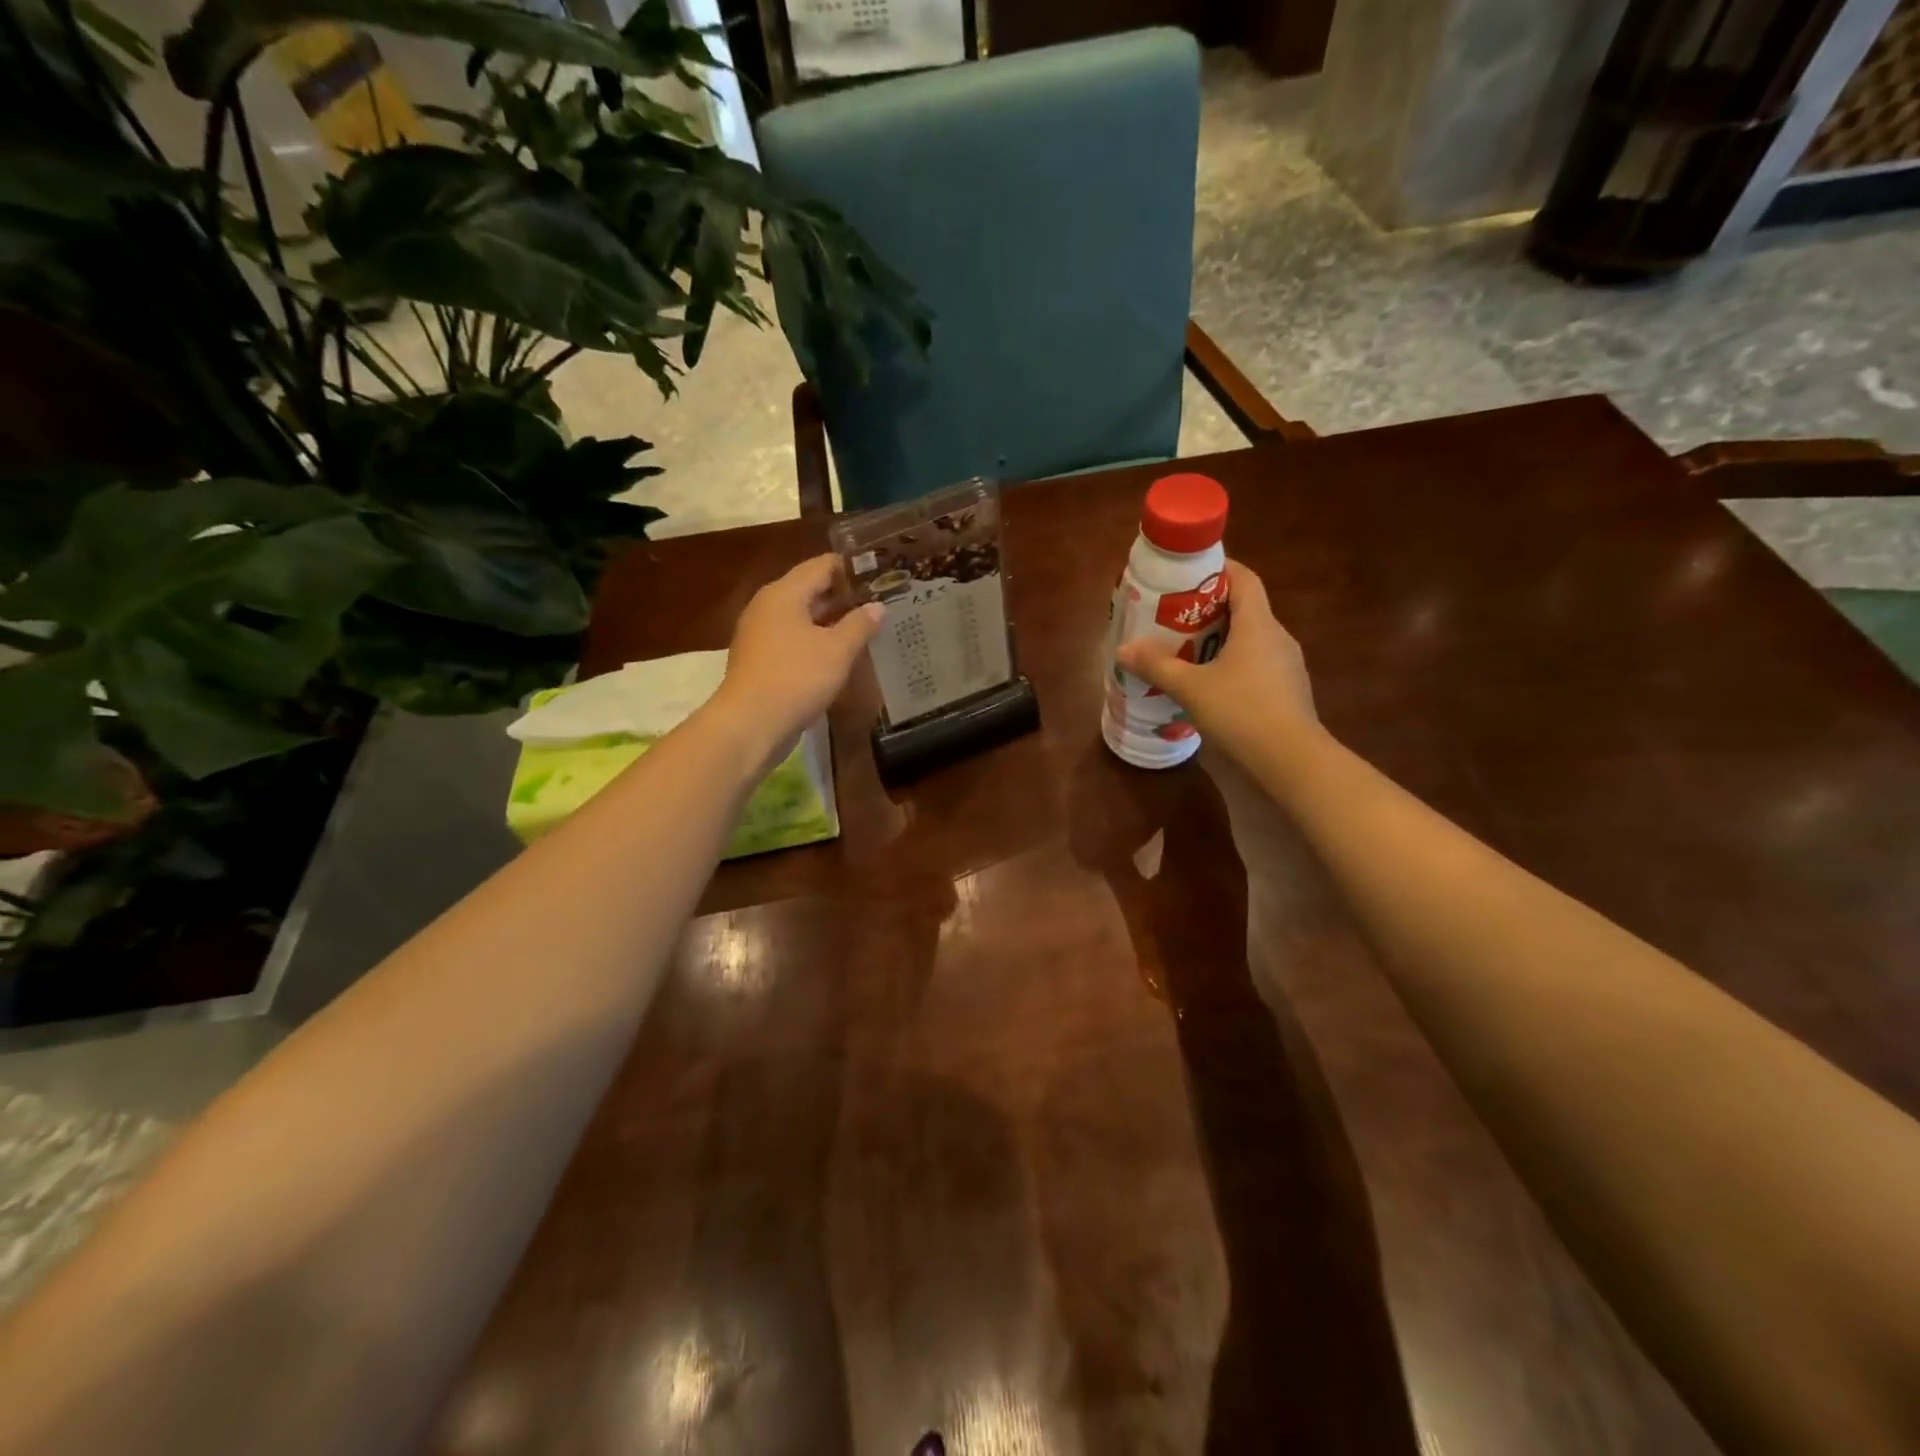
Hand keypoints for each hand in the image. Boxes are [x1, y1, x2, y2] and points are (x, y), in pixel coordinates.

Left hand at [709, 554, 883, 762]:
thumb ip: (859, 624)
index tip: (881, 575)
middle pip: (811, 590)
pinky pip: (794, 641)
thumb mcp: (837, 650)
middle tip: (880, 603)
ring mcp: (760, 634)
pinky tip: (839, 657)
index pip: (823, 565)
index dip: (853, 568)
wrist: (750, 724)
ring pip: (802, 618)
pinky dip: (816, 643)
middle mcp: (768, 606)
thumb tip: (877, 606)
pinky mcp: (760, 660)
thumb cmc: (796, 678)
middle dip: (844, 597)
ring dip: (831, 623)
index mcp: (784, 593)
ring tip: (866, 629)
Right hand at [1115, 560, 1315, 755]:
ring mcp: (1286, 669)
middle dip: (1210, 611)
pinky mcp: (1286, 696)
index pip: (1244, 579)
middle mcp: (1278, 639)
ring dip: (1220, 643)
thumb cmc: (1241, 711)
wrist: (1291, 762)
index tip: (1190, 573)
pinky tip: (1209, 689)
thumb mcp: (1190, 687)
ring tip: (1185, 654)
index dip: (1220, 569)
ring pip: (1250, 643)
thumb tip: (1123, 649)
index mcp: (1258, 625)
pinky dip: (1231, 669)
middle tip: (1175, 618)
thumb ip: (1157, 666)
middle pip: (1244, 611)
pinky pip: (1255, 670)